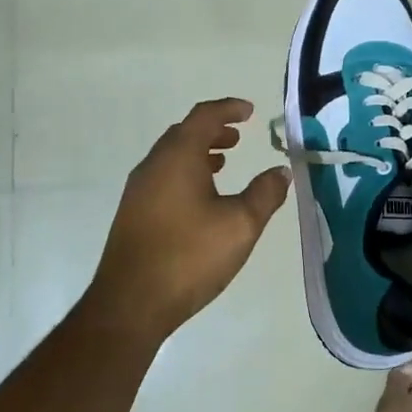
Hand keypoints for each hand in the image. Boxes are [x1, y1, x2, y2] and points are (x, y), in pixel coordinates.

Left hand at [86, 98, 290, 341]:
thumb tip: (280, 172)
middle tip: (238, 137)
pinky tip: (200, 199)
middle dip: (213, 130)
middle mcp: (153, 165)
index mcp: (178, 157)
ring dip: (198, 152)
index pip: (204, 117)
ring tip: (223, 163)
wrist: (131, 303)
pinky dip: (185, 173)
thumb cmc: (190, 256)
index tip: (249, 111)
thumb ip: (264, 194)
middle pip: (184, 133)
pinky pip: (163, 177)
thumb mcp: (240, 225)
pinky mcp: (133, 213)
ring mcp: (138, 190)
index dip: (228, 109)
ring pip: (171, 156)